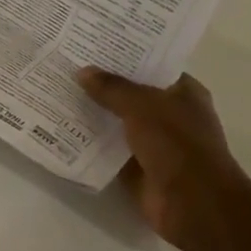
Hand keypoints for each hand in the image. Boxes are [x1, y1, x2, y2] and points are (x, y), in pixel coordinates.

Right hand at [76, 68, 243, 250]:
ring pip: (118, 122)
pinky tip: (63, 126)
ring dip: (94, 113)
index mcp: (184, 93)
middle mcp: (171, 116)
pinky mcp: (138, 169)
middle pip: (131, 94)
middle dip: (103, 84)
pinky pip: (109, 149)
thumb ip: (111, 87)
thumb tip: (83, 72)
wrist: (192, 204)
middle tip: (67, 66)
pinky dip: (91, 142)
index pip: (151, 66)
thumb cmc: (176, 144)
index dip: (124, 56)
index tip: (92, 45)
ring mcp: (155, 144)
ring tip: (58, 92)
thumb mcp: (141, 105)